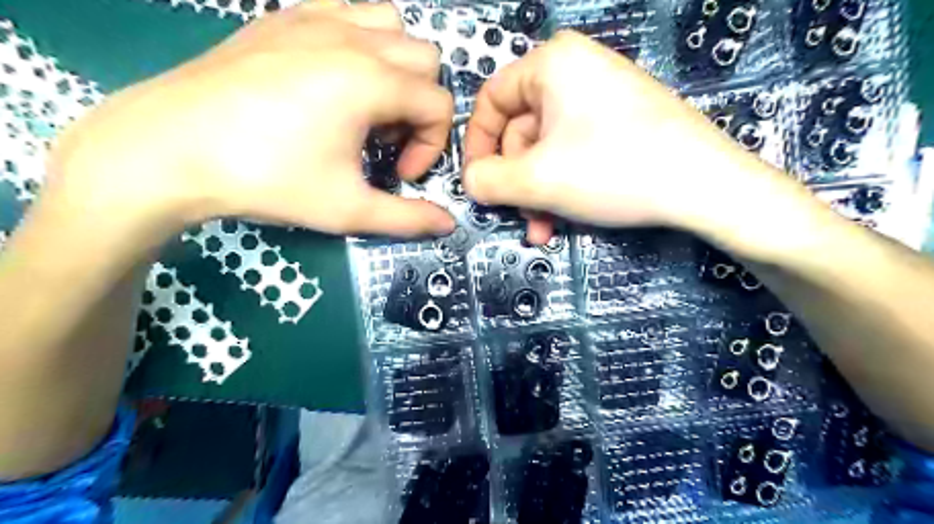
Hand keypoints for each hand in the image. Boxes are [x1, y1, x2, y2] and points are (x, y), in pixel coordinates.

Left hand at [50, 1, 455, 235]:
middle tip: (385, 142)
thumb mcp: (348, 209)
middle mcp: (352, 38)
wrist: (169, 149)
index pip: (439, 104)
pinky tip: (334, 79)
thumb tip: (448, 225)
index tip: (401, 174)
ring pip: (391, 25)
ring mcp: (316, 18)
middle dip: (419, 105)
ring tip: (366, 106)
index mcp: (371, 81)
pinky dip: (360, 42)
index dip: (433, 146)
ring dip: (396, 68)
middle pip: (426, 60)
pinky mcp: (284, 17)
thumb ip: (408, 218)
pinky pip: (347, 12)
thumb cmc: (268, 180)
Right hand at [463, 31, 815, 254]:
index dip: (477, 147)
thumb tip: (470, 182)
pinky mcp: (620, 123)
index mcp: (552, 64)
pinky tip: (565, 218)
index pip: (491, 101)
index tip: (476, 185)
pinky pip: (574, 152)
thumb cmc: (613, 170)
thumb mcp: (537, 180)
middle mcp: (575, 71)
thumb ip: (488, 181)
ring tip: (544, 228)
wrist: (705, 186)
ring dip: (538, 193)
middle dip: (517, 183)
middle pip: (521, 132)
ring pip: (547, 150)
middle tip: (520, 217)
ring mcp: (601, 98)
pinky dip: (563, 186)